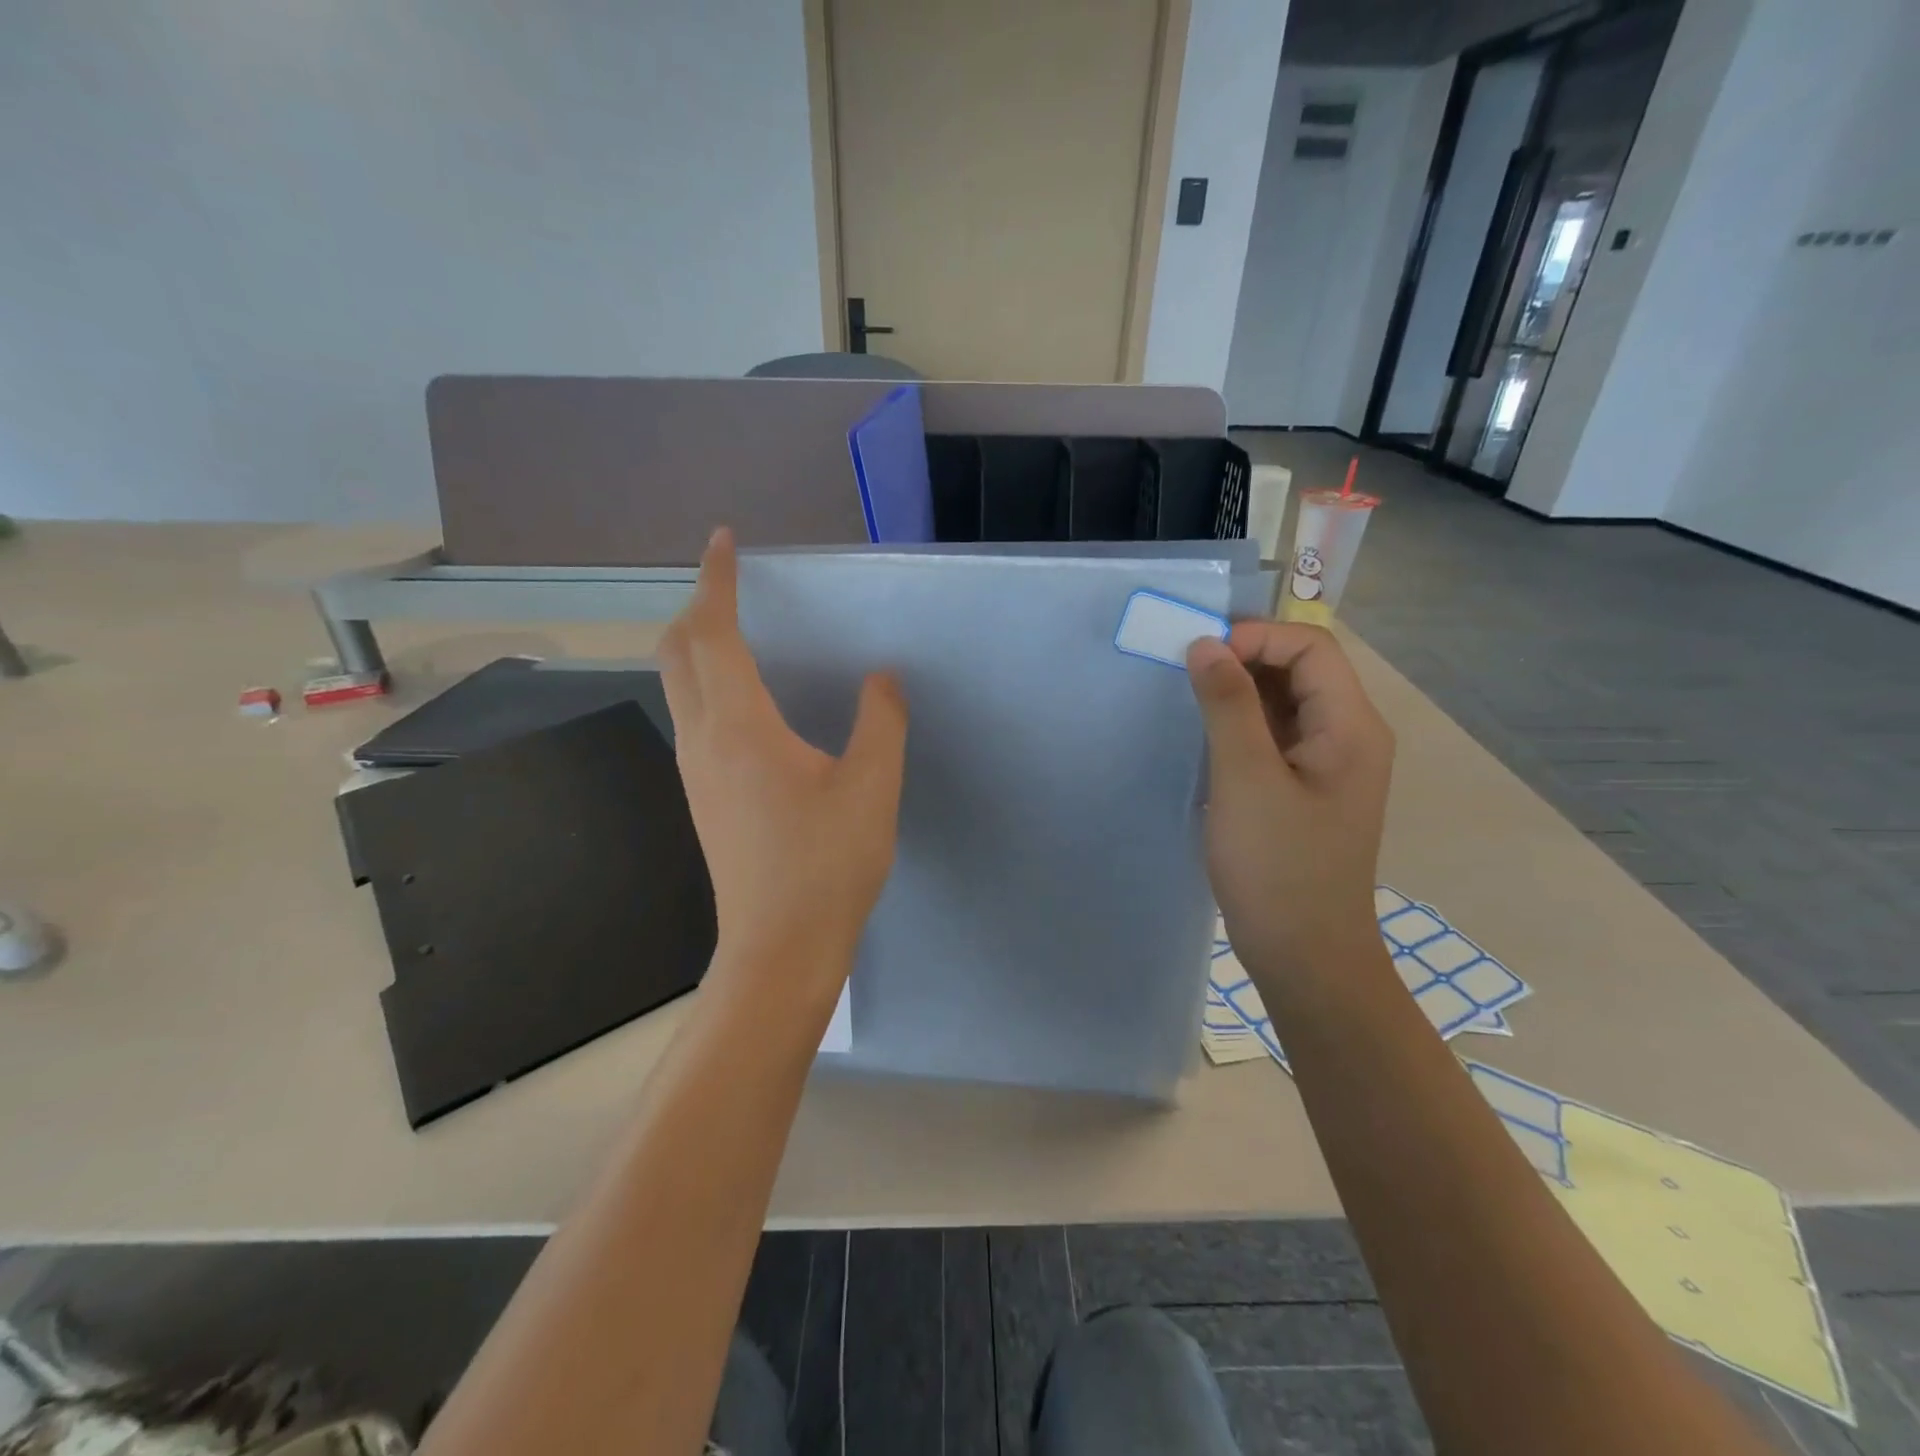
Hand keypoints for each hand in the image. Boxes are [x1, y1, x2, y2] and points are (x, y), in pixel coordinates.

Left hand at [660, 530, 908, 1004]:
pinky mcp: (704, 798)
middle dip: (697, 608)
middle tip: (733, 587)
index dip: (716, 581)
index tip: (723, 542)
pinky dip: (709, 686)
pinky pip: (694, 719)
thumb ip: (880, 721)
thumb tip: (880, 678)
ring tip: (741, 634)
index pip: (713, 634)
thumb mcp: (873, 787)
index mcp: (740, 728)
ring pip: (679, 687)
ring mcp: (696, 773)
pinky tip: (751, 704)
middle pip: (676, 653)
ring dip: (698, 648)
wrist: (780, 950)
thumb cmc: (827, 865)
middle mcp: (703, 741)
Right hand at [1186, 623, 1393, 982]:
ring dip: (1237, 694)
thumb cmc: (1278, 867)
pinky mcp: (1302, 789)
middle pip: (1300, 670)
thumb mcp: (1245, 778)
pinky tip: (1204, 740)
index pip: (1310, 647)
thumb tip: (1205, 644)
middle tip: (1184, 673)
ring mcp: (1326, 765)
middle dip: (1243, 660)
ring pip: (1283, 704)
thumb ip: (1227, 704)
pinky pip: (1273, 737)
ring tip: (1187, 702)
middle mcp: (1347, 736)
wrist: (1304, 955)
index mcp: (1351, 726)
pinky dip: (1239, 726)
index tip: (1199, 656)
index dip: (1256, 638)